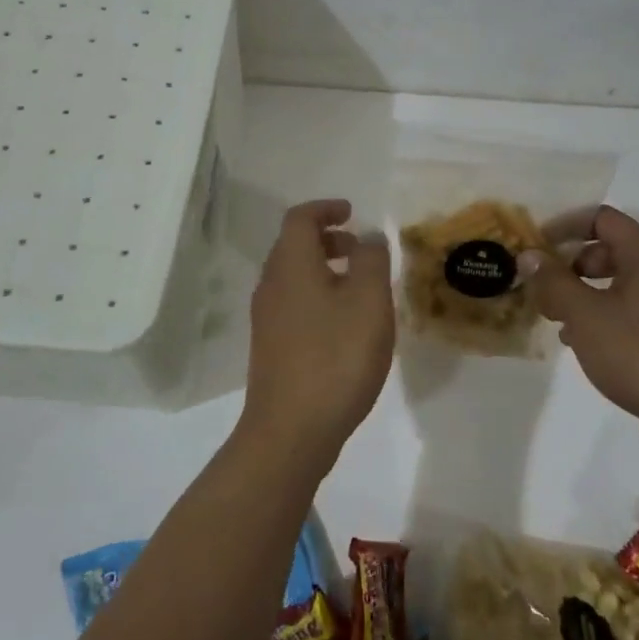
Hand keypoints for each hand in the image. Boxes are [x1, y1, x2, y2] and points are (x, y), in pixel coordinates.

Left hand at [239, 199, 395, 469]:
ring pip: (294, 277)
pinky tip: (345, 326)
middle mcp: (271, 285)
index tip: (352, 213)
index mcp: (290, 265)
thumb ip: (371, 261)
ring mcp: (267, 318)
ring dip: (324, 270)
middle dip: (328, 240)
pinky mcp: (271, 347)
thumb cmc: (336, 357)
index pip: (300, 218)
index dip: (326, 209)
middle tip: (360, 250)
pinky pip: (294, 305)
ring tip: (360, 289)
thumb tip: (367, 236)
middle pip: (294, 246)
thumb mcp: (368, 302)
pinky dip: (318, 298)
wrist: (291, 430)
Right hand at [519, 206, 638, 458]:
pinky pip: (630, 311)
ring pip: (618, 284)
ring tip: (556, 318)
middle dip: (570, 264)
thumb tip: (529, 255)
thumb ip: (553, 281)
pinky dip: (602, 316)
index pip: (602, 218)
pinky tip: (581, 343)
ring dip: (583, 293)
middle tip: (543, 287)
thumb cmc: (638, 353)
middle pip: (609, 250)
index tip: (537, 246)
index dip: (565, 226)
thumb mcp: (584, 314)